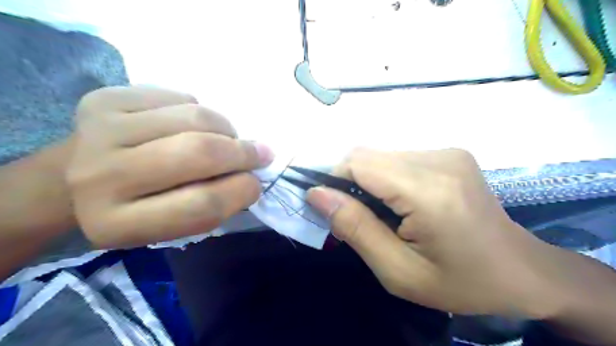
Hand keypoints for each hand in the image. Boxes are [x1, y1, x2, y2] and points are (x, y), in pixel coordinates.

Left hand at [66, 84, 272, 247]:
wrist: (73, 181)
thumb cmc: (136, 208)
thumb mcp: (172, 225)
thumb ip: (213, 204)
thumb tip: (251, 172)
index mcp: (120, 223)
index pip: (202, 205)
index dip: (241, 192)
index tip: (256, 184)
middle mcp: (101, 177)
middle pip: (199, 152)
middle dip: (243, 152)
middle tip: (260, 153)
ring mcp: (100, 130)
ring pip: (195, 117)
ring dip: (226, 129)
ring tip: (226, 139)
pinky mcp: (104, 98)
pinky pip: (180, 97)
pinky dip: (200, 111)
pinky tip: (192, 125)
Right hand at [307, 149, 558, 318]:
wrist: (521, 273)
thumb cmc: (460, 282)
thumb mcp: (398, 271)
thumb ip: (355, 228)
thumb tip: (316, 194)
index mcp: (429, 191)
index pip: (359, 163)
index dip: (334, 180)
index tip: (332, 210)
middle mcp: (439, 159)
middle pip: (367, 155)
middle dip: (350, 183)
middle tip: (360, 219)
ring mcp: (447, 152)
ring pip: (381, 155)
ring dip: (369, 182)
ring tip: (384, 215)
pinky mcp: (450, 154)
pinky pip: (398, 158)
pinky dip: (387, 178)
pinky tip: (402, 203)